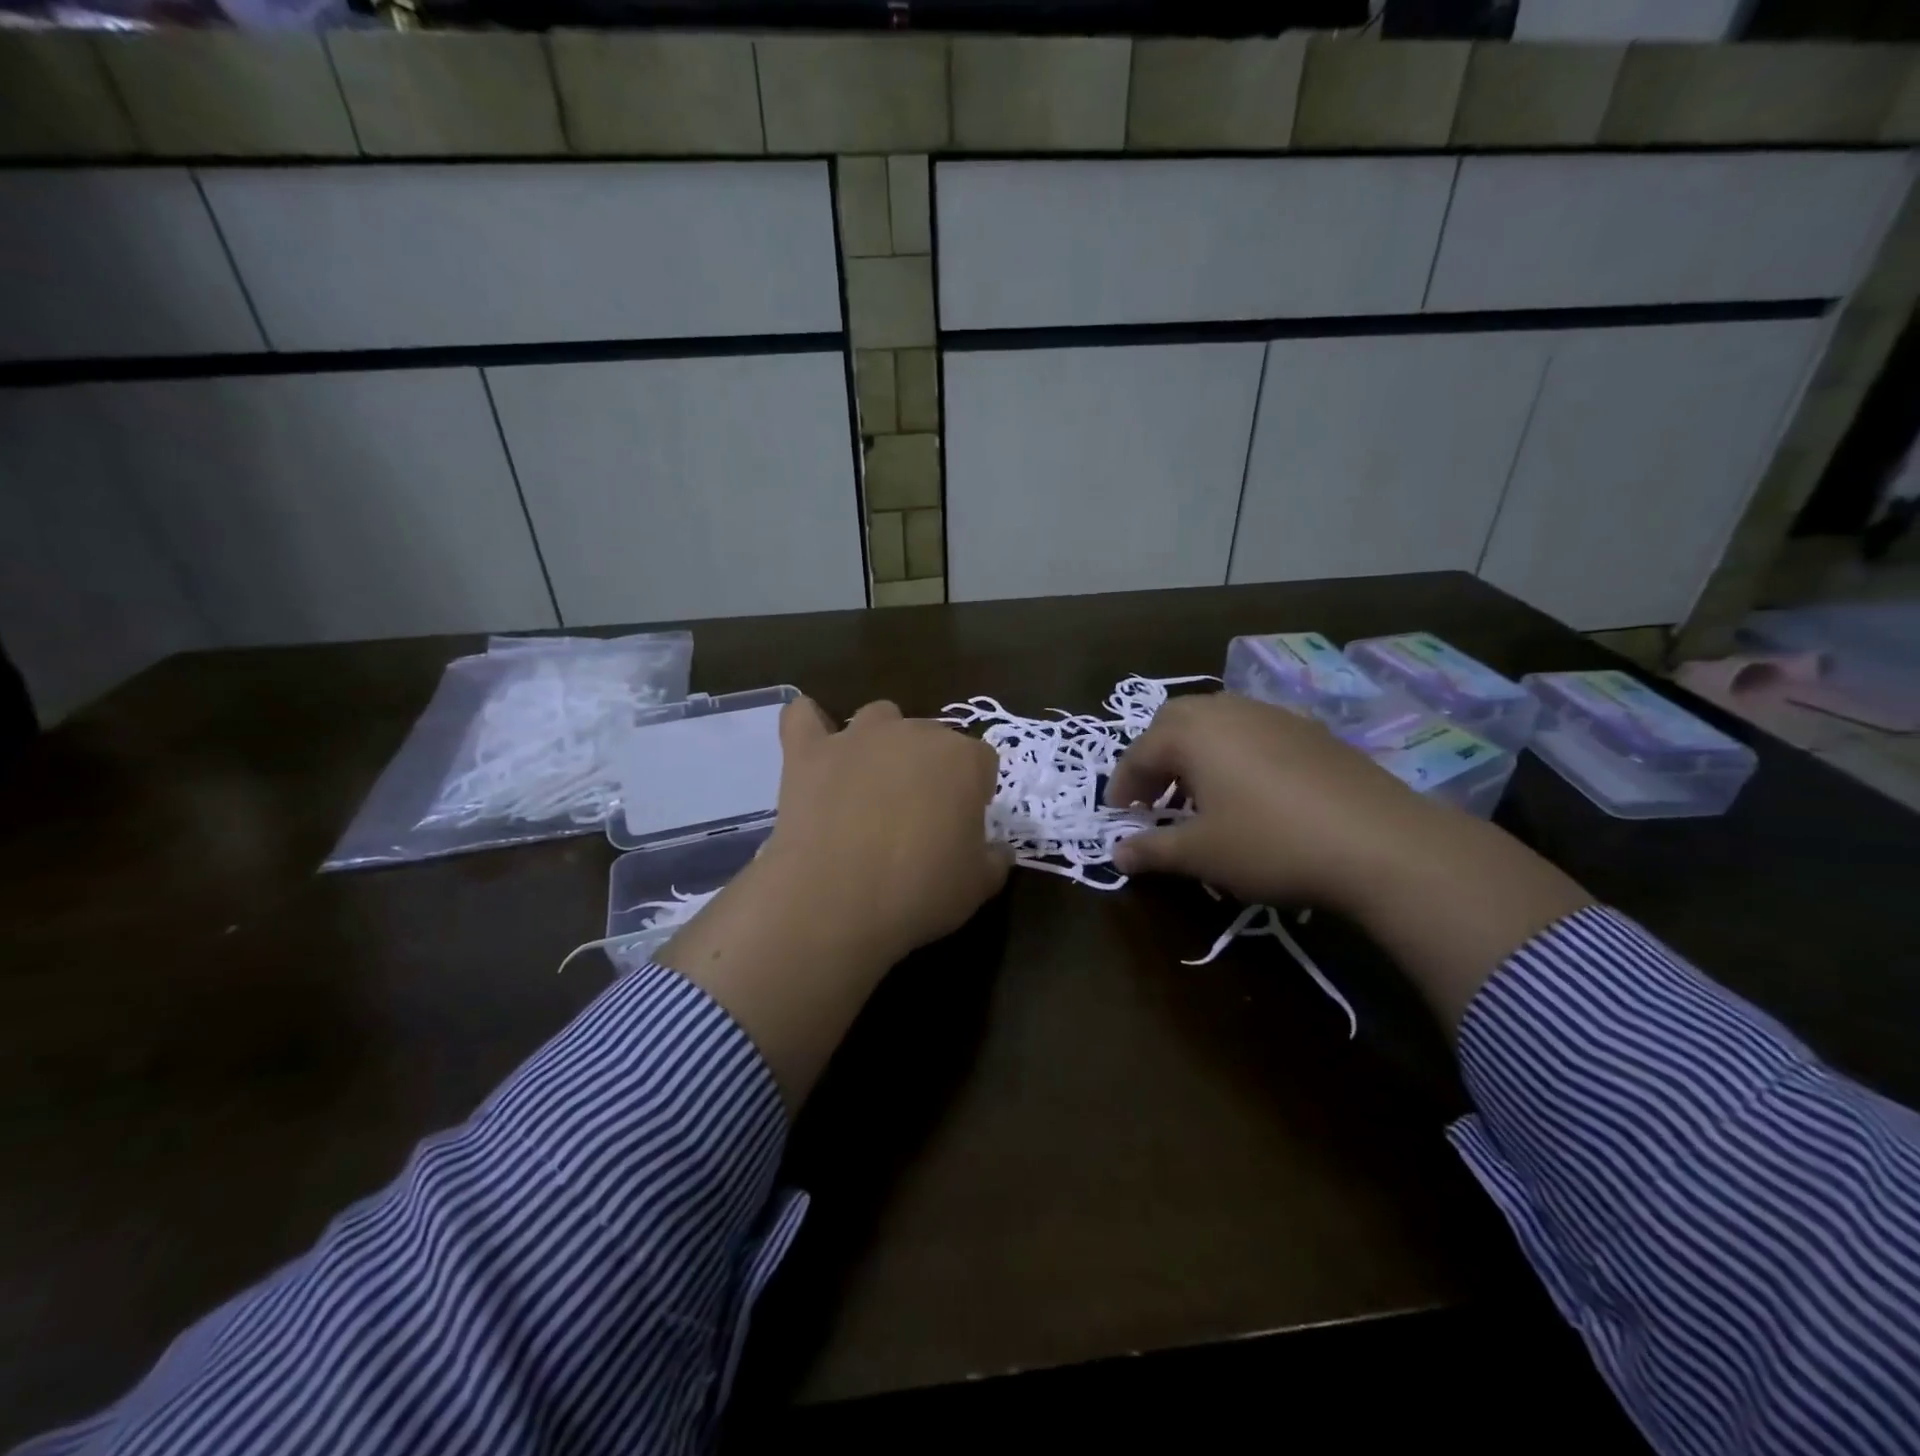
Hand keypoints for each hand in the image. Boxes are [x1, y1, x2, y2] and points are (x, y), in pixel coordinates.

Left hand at [760, 697, 1009, 970]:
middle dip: (930, 768)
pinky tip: (815, 747)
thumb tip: (997, 850)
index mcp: (963, 760)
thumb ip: (995, 859)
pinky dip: (810, 724)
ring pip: (879, 716)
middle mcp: (914, 733)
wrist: (836, 900)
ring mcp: (858, 736)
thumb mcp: (977, 886)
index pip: (982, 761)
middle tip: (918, 816)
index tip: (963, 825)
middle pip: (932, 737)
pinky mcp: (808, 751)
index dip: (975, 792)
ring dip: (882, 741)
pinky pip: (804, 716)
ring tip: (872, 782)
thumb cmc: (919, 891)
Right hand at [1107, 691, 1440, 914]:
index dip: (1122, 784)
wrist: (1380, 843)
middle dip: (1155, 757)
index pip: (1140, 752)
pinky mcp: (1311, 731)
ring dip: (1194, 753)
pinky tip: (1249, 792)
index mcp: (1193, 733)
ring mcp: (1274, 716)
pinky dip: (1233, 754)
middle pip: (1175, 722)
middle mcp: (1229, 711)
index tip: (1118, 814)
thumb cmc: (1271, 843)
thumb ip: (1153, 850)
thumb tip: (1116, 854)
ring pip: (1217, 723)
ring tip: (1198, 796)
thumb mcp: (1202, 853)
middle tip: (1152, 797)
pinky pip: (1254, 732)